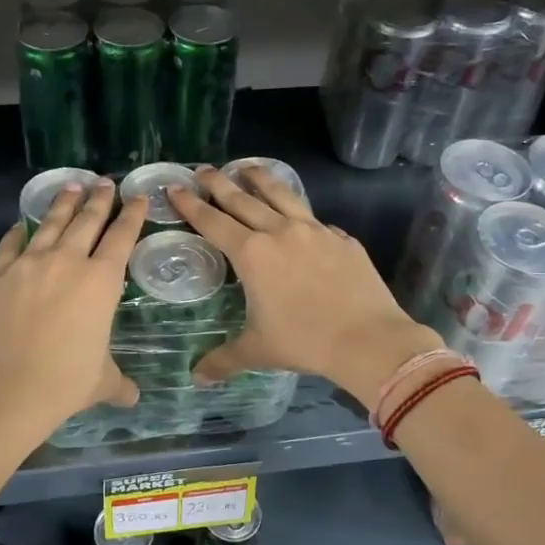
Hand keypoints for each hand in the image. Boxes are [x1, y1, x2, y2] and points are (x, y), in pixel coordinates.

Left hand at [0, 180, 145, 431]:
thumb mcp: (102, 381)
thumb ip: (119, 383)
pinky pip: (11, 245)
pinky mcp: (0, 275)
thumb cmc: (66, 381)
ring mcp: (30, 264)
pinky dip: (18, 232)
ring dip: (63, 203)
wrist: (8, 388)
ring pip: (51, 223)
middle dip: (99, 199)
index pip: (122, 237)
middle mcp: (68, 262)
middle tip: (104, 182)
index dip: (132, 215)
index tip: (137, 197)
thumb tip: (133, 399)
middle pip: (87, 220)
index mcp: (101, 281)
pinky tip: (21, 224)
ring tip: (70, 185)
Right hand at [168, 166, 441, 407]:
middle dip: (219, 183)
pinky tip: (298, 215)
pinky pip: (314, 218)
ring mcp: (315, 230)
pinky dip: (298, 211)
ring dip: (260, 179)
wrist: (368, 339)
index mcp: (252, 253)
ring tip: (247, 167)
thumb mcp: (258, 350)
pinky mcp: (342, 239)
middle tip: (203, 169)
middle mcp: (280, 232)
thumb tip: (197, 377)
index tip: (175, 187)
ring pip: (281, 195)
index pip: (212, 221)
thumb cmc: (305, 341)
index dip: (191, 204)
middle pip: (242, 199)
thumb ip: (224, 359)